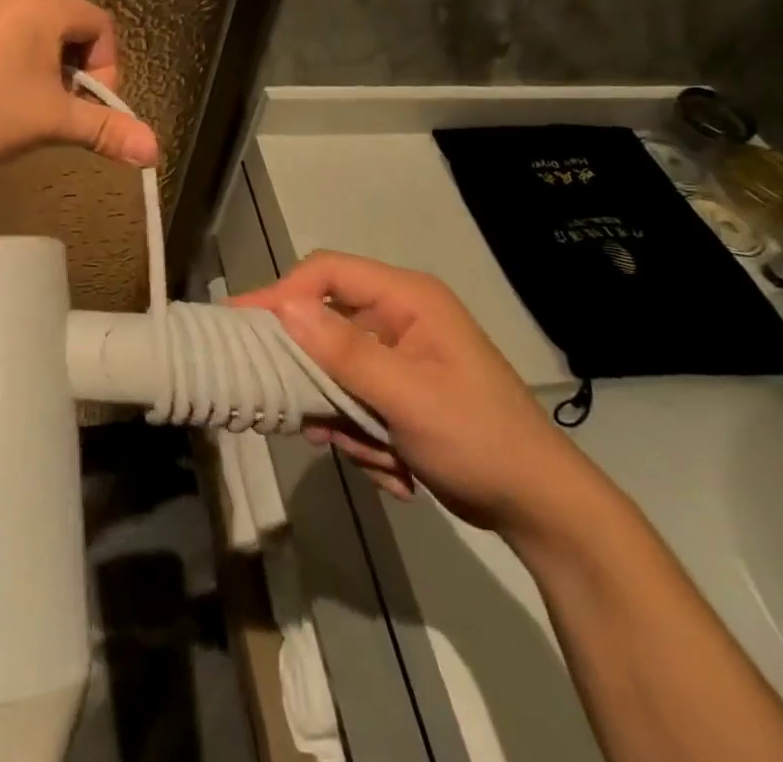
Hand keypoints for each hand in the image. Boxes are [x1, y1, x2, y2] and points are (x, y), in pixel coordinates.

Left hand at [0, 0, 159, 168]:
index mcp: (43, 3)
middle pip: (73, 29)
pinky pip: (11, 36)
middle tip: (56, 112)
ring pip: (41, 36)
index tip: (84, 108)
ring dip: (48, 73)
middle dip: (76, 73)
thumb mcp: (49, 121)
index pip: (102, 27)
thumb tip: (154, 151)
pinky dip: (20, 65)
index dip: (106, 71)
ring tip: (26, 109)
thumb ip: (104, 130)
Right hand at [234, 252, 602, 540]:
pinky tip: (394, 469)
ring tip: (374, 454)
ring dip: (345, 418)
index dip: (281, 293)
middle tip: (295, 409)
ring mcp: (399, 356)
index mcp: (407, 298)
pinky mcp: (398, 392)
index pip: (326, 273)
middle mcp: (398, 317)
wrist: (541, 510)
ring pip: (335, 372)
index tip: (241, 324)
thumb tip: (284, 307)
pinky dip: (363, 437)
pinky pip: (353, 402)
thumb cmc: (479, 439)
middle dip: (317, 377)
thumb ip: (344, 350)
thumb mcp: (408, 396)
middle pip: (325, 324)